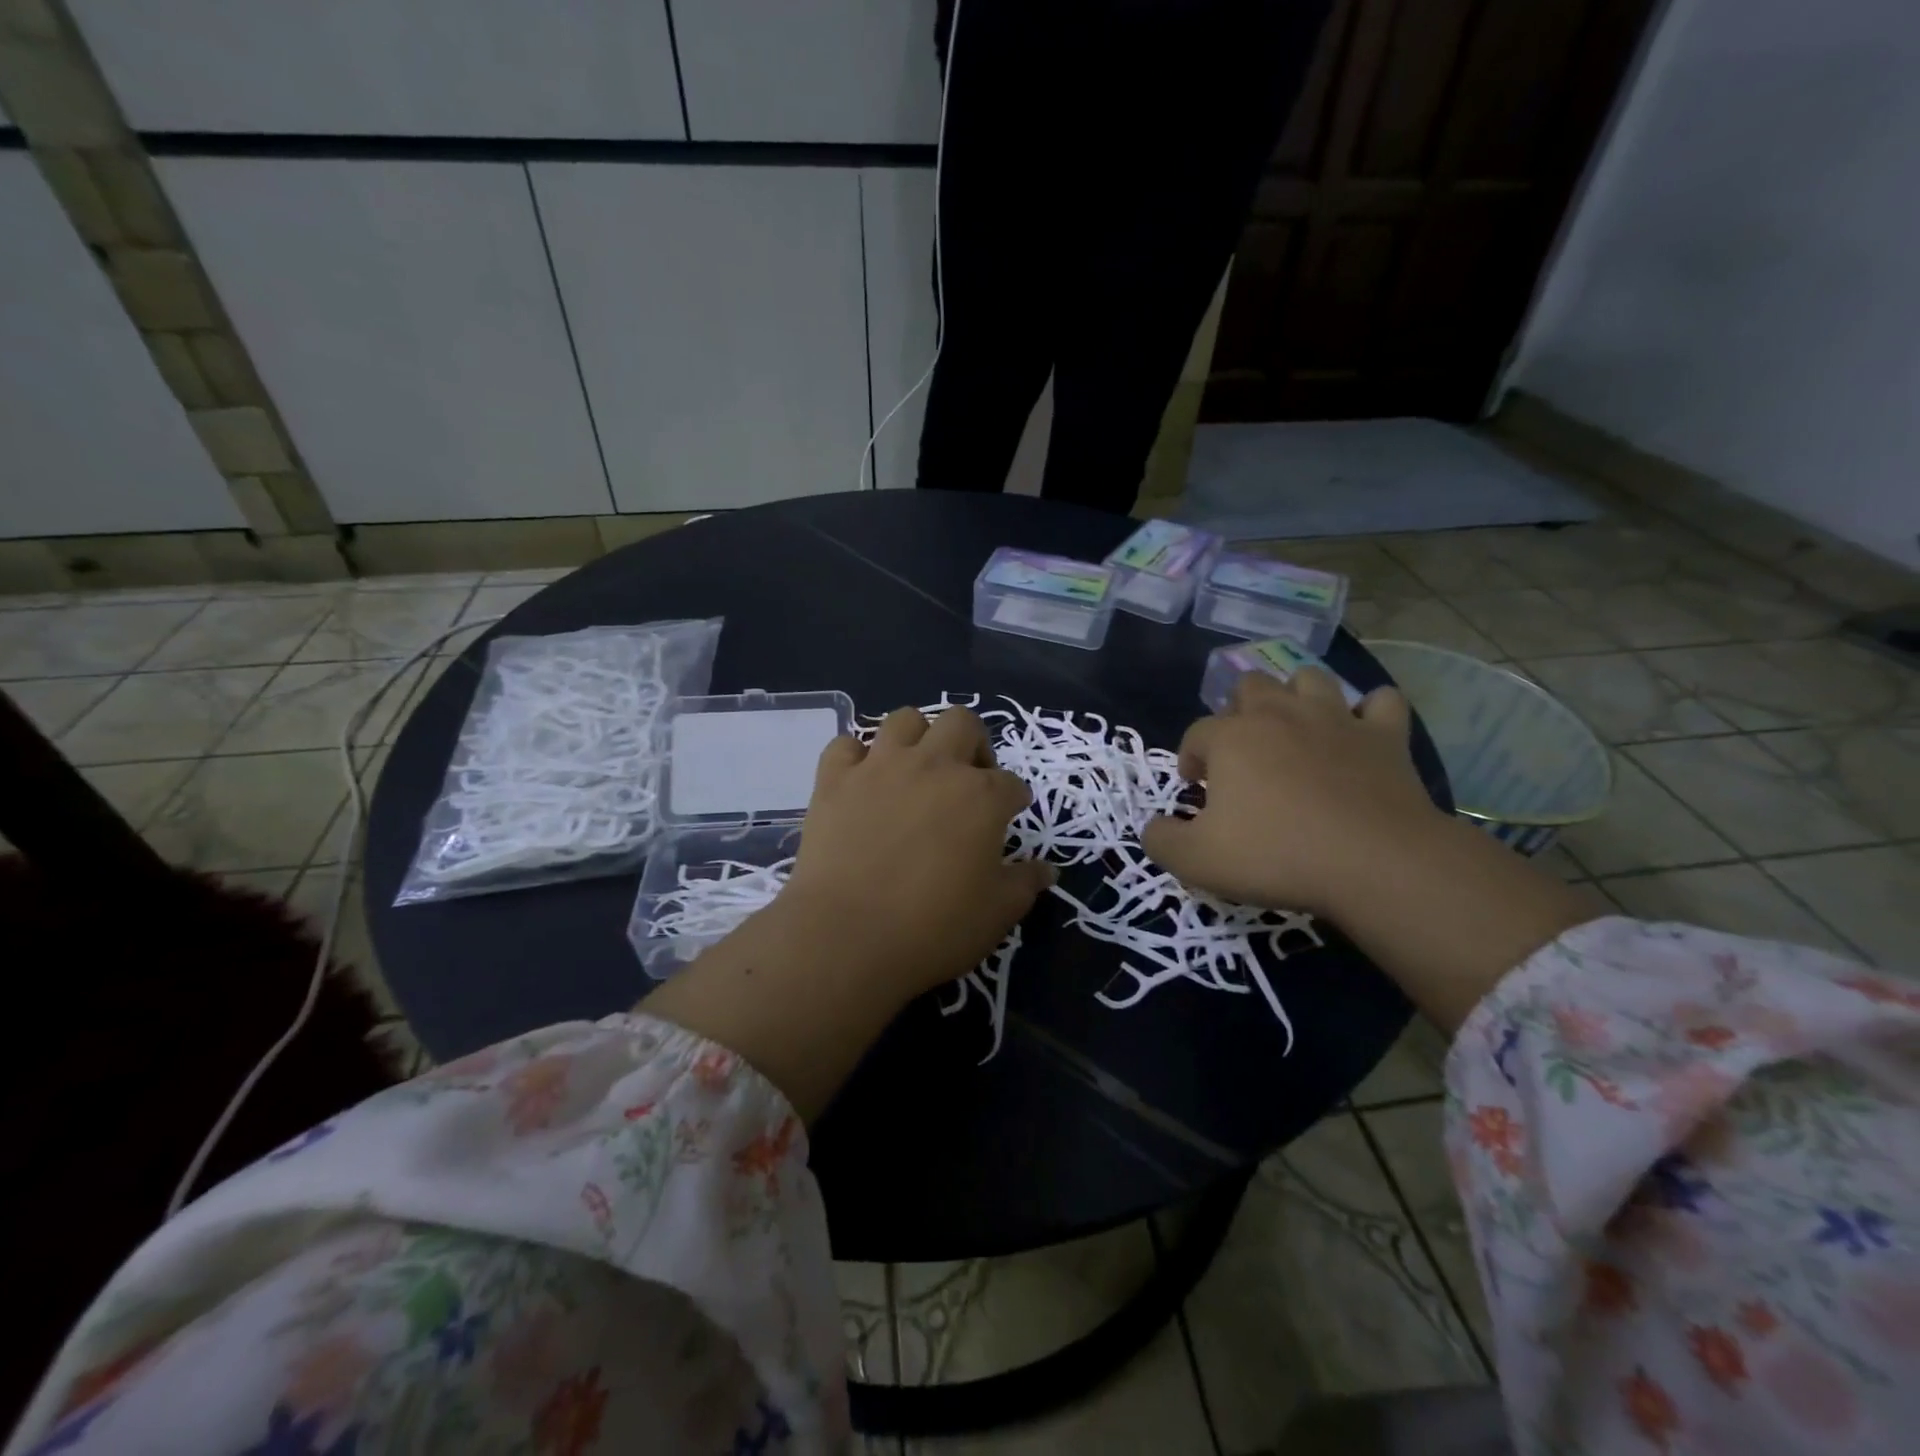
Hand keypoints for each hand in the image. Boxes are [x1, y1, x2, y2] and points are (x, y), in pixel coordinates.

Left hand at [783, 707, 1055, 999]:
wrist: (847, 936)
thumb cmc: (934, 927)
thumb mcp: (998, 913)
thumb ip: (1026, 882)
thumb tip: (1047, 868)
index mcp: (981, 796)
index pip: (1011, 783)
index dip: (1014, 800)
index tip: (1009, 816)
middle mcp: (934, 765)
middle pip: (962, 723)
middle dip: (973, 743)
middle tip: (968, 779)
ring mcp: (880, 767)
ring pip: (905, 719)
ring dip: (917, 737)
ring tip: (916, 770)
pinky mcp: (834, 780)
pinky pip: (845, 745)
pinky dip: (855, 758)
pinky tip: (861, 782)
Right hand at [1141, 668, 1446, 917]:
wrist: (1376, 864)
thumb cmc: (1277, 856)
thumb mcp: (1196, 861)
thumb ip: (1161, 840)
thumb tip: (1153, 827)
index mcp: (1231, 738)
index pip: (1196, 734)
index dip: (1190, 758)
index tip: (1197, 789)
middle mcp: (1280, 714)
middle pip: (1250, 686)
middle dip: (1238, 712)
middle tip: (1242, 754)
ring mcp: (1336, 719)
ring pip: (1309, 679)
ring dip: (1296, 696)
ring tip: (1294, 729)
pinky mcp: (1385, 736)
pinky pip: (1381, 703)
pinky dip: (1370, 712)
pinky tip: (1361, 732)